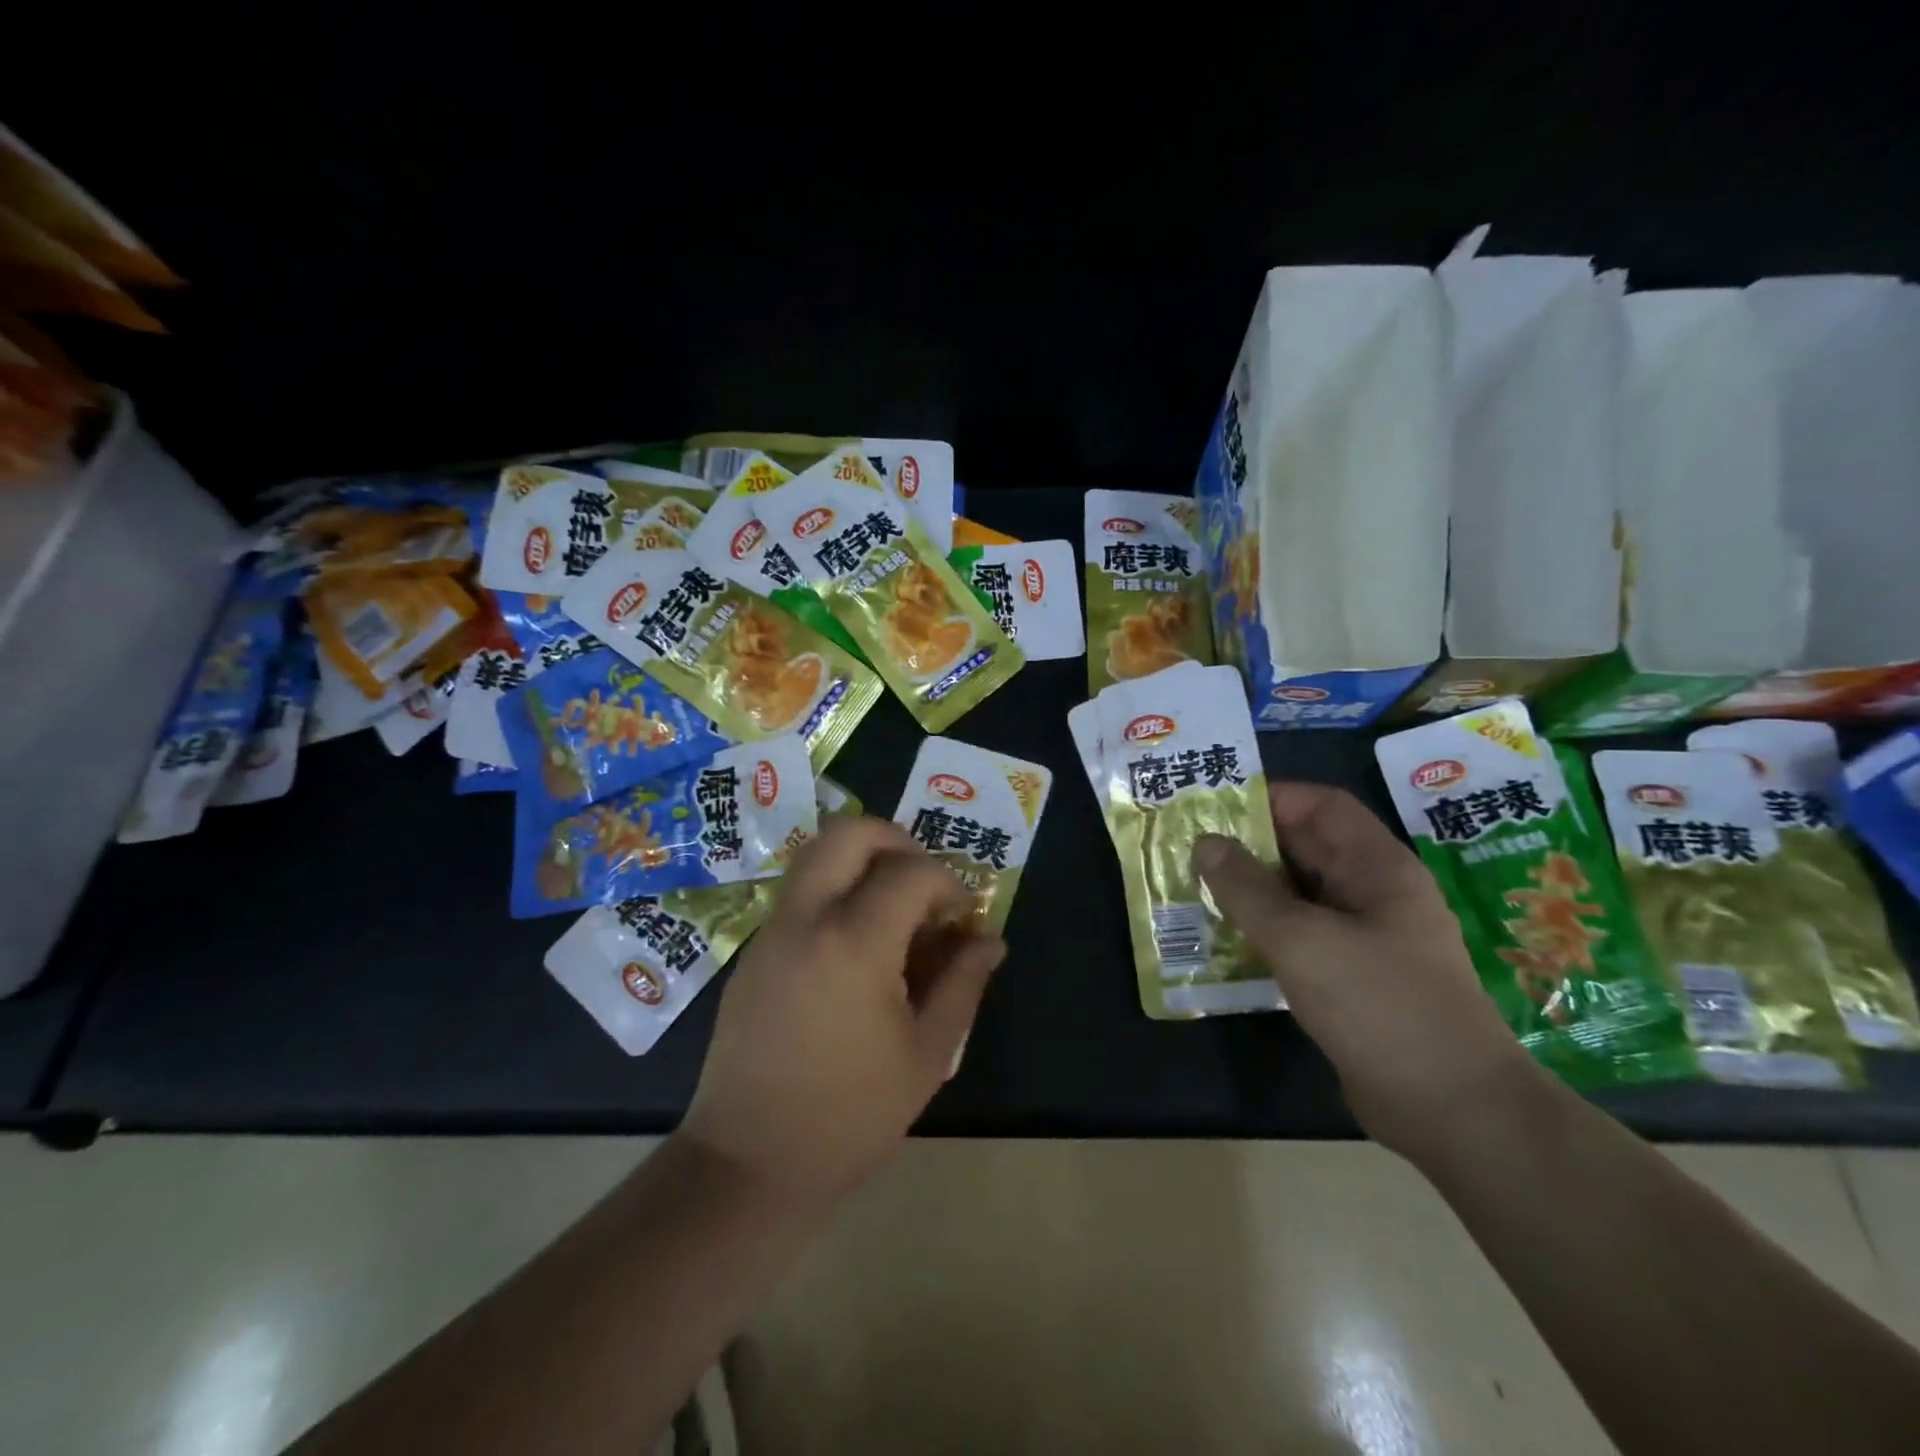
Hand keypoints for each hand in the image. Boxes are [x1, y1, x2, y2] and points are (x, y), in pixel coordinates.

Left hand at [679, 816, 1005, 1201]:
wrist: (749, 1164)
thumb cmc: (850, 1115)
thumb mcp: (927, 1053)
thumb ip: (964, 983)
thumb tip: (990, 940)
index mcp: (854, 941)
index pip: (912, 871)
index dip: (949, 885)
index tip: (962, 921)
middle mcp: (806, 918)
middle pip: (849, 832)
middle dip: (896, 841)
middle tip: (922, 884)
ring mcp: (772, 931)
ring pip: (818, 856)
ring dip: (862, 863)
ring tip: (893, 914)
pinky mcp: (753, 951)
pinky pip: (800, 893)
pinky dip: (835, 893)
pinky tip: (856, 949)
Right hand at [1194, 782, 1540, 1158]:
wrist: (1453, 1110)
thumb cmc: (1381, 1006)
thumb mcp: (1303, 940)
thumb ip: (1247, 889)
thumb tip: (1206, 843)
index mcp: (1377, 867)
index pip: (1321, 806)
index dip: (1270, 797)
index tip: (1214, 808)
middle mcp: (1373, 893)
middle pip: (1306, 848)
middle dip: (1249, 844)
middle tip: (1189, 848)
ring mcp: (1365, 937)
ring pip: (1298, 894)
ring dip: (1250, 890)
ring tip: (1195, 889)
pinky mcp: (1352, 977)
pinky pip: (1300, 935)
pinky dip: (1263, 930)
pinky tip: (1224, 939)